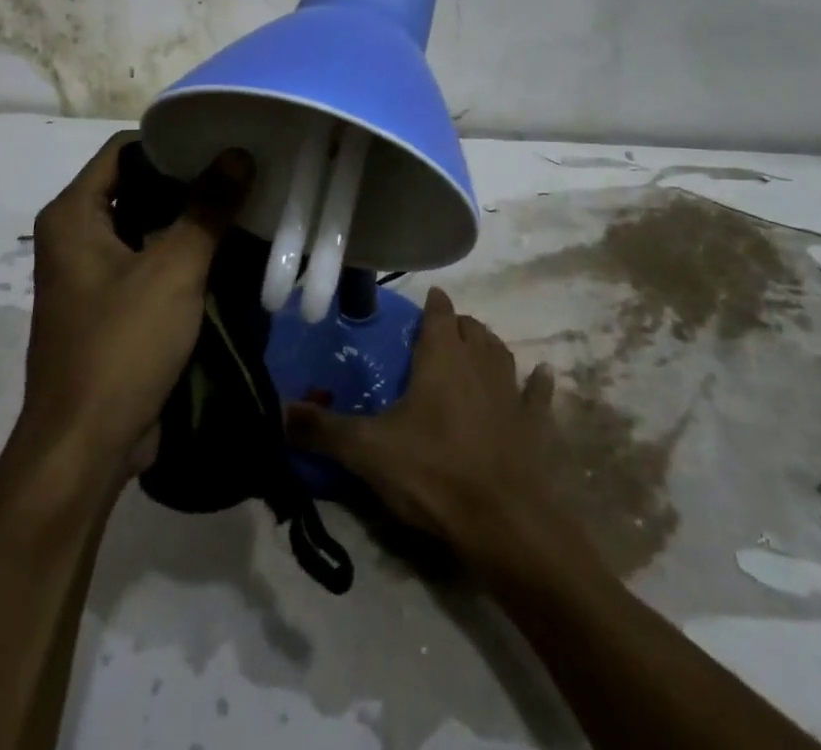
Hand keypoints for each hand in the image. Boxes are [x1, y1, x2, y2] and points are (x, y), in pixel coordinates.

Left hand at [16, 131, 252, 477]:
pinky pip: (150, 262)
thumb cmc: (121, 346)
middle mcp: (76, 236)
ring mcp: (92, 274)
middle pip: (137, 186)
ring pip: (147, 227)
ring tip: (244, 204)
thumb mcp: (173, 269)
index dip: (172, 142)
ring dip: (191, 220)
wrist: (85, 449)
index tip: (222, 141)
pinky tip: (228, 252)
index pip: (124, 150)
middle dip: (189, 181)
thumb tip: (239, 153)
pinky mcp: (111, 306)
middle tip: (243, 172)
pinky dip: (183, 254)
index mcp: (73, 215)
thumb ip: (208, 208)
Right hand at [285, 287, 555, 556]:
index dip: (433, 305)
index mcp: (441, 358)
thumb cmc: (431, 472)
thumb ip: (322, 429)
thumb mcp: (366, 451)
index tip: (429, 298)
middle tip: (443, 332)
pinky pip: (539, 395)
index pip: (439, 315)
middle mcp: (479, 364)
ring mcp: (512, 393)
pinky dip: (538, 384)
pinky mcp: (535, 425)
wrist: (502, 522)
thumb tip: (278, 409)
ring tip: (479, 345)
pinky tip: (543, 376)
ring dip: (490, 346)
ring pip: (502, 354)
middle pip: (472, 330)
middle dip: (458, 325)